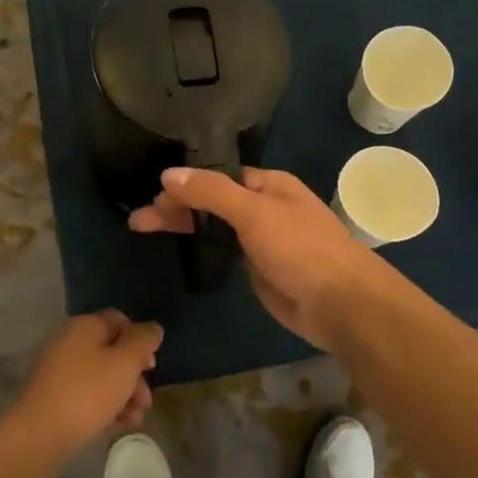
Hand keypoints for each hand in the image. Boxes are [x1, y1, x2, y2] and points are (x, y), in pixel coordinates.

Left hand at [10, 310, 161, 459]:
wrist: (38, 435)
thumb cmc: (88, 392)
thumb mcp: (125, 363)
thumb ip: (144, 341)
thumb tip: (153, 328)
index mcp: (85, 326)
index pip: (119, 320)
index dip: (139, 339)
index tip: (150, 364)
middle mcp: (70, 342)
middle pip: (112, 351)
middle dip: (134, 375)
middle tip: (146, 400)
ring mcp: (59, 371)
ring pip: (102, 376)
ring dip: (124, 395)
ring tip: (136, 418)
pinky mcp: (54, 397)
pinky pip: (87, 395)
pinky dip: (105, 406)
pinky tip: (118, 425)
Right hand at [128, 167, 397, 349]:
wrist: (339, 303)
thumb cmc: (301, 249)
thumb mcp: (255, 213)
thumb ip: (212, 192)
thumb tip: (169, 174)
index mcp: (268, 184)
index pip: (217, 176)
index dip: (185, 183)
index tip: (152, 195)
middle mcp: (264, 206)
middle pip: (212, 200)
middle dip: (177, 206)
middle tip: (138, 219)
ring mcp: (261, 238)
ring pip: (215, 226)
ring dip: (184, 226)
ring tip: (143, 229)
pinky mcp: (258, 268)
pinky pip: (224, 250)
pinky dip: (200, 247)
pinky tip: (178, 247)